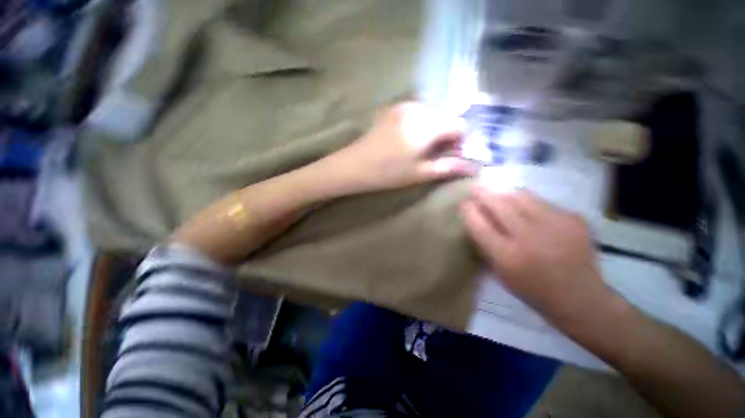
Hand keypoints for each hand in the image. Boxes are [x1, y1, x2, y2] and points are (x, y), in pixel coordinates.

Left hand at [327, 102, 476, 193]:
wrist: (354, 166)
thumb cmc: (388, 173)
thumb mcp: (420, 173)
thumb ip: (448, 167)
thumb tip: (473, 167)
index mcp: (427, 125)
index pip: (459, 124)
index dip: (460, 141)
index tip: (451, 155)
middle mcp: (417, 108)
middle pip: (445, 116)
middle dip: (446, 134)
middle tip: (435, 154)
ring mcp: (402, 106)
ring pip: (431, 113)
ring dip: (433, 129)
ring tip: (419, 148)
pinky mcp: (391, 109)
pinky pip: (415, 112)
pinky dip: (419, 123)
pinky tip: (407, 139)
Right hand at [461, 185, 614, 326]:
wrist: (581, 297)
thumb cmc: (532, 289)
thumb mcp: (500, 273)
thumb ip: (486, 244)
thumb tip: (475, 217)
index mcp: (508, 256)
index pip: (479, 224)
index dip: (469, 210)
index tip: (464, 203)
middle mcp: (530, 237)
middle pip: (499, 204)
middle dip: (483, 193)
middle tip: (476, 187)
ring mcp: (555, 225)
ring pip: (521, 195)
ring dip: (505, 194)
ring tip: (500, 196)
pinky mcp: (574, 218)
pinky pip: (542, 201)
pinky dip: (529, 203)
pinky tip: (530, 212)